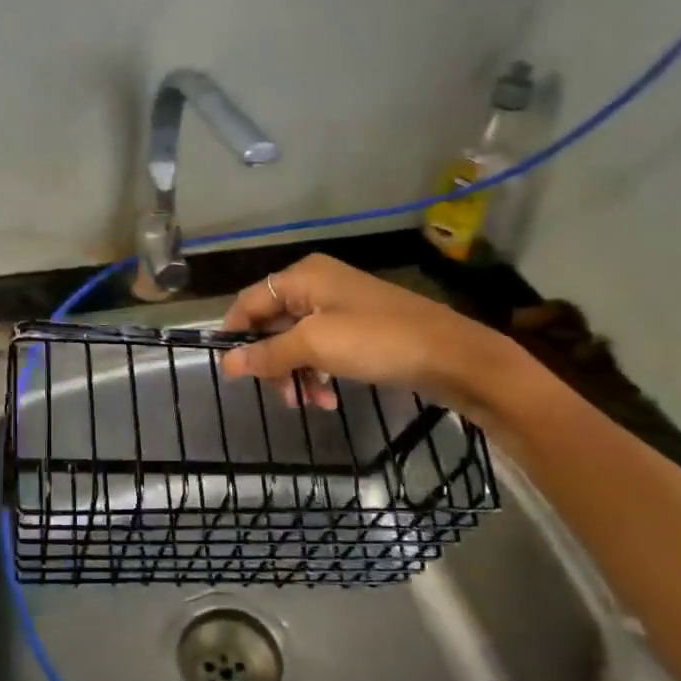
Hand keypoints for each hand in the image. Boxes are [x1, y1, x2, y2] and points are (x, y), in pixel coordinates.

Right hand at [217, 254, 523, 422]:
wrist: (454, 355)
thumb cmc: (379, 341)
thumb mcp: (317, 346)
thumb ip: (268, 353)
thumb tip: (226, 363)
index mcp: (303, 277)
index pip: (250, 301)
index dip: (235, 334)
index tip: (230, 370)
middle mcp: (317, 285)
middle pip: (273, 324)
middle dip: (272, 362)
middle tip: (281, 396)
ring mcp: (340, 308)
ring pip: (297, 342)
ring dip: (297, 374)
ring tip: (310, 403)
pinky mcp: (359, 330)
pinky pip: (323, 351)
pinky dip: (320, 374)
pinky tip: (329, 399)